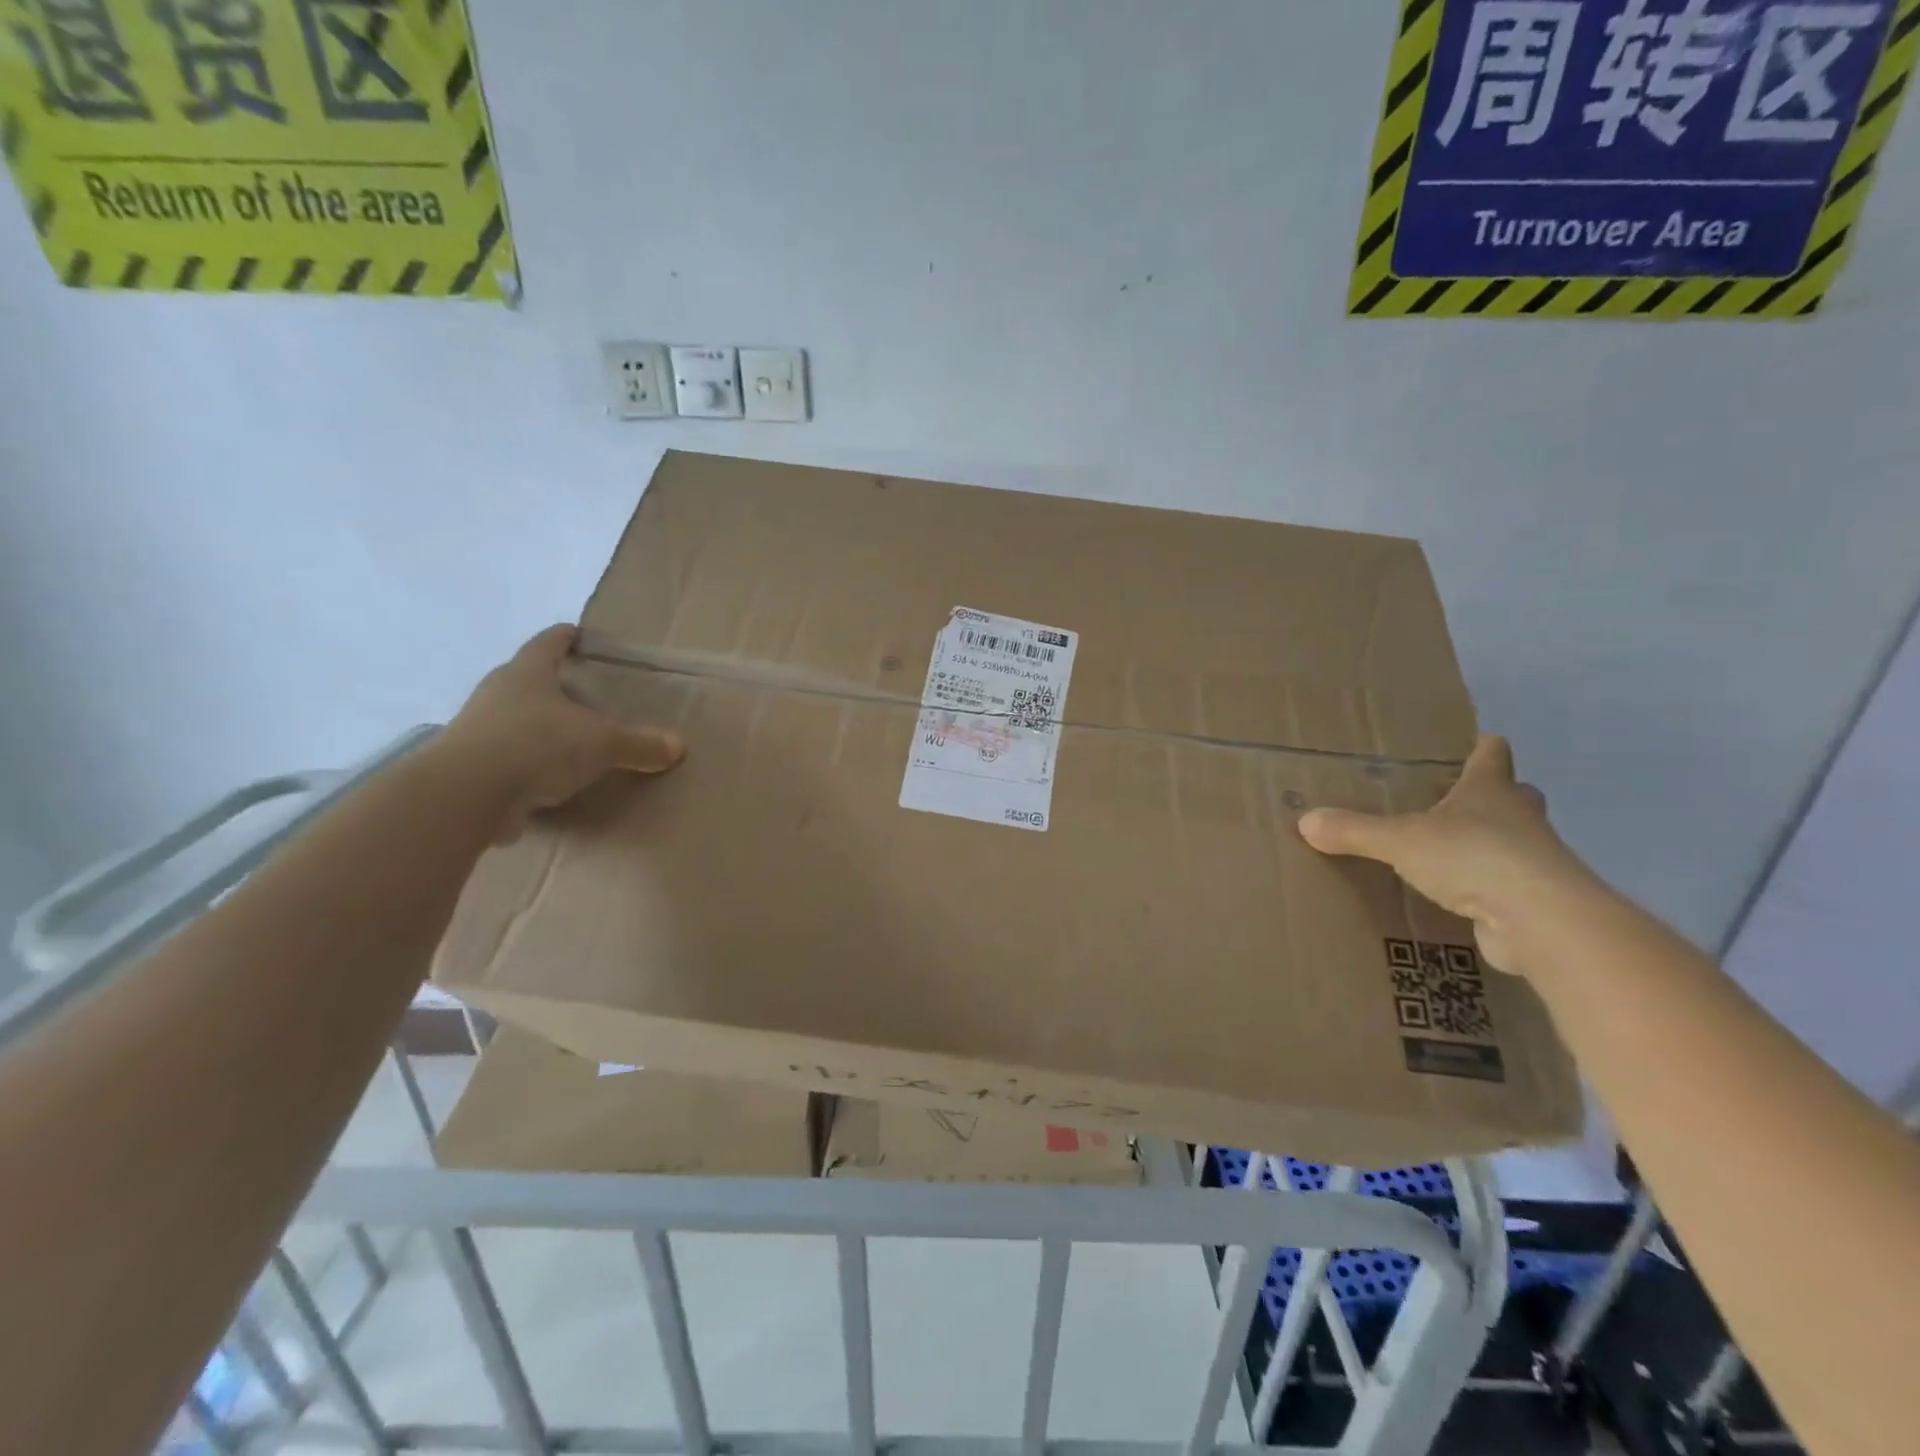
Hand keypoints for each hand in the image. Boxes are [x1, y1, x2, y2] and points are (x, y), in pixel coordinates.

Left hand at [437, 625, 684, 838]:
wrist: (465, 795)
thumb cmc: (536, 745)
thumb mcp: (601, 743)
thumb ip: (639, 743)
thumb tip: (678, 746)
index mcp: (528, 673)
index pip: (548, 643)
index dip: (566, 637)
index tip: (579, 634)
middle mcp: (498, 693)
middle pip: (527, 679)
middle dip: (552, 683)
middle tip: (583, 692)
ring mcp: (477, 729)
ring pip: (513, 717)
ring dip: (536, 725)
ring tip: (567, 737)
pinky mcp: (470, 766)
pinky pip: (506, 756)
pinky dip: (525, 762)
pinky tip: (545, 777)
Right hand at [1298, 736, 1588, 972]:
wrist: (1542, 922)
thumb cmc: (1474, 858)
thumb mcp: (1400, 840)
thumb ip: (1354, 830)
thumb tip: (1305, 820)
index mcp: (1490, 792)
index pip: (1491, 755)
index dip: (1482, 748)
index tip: (1476, 742)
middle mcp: (1519, 819)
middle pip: (1513, 796)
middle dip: (1490, 796)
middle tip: (1453, 801)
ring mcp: (1534, 862)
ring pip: (1514, 842)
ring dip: (1490, 844)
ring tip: (1447, 851)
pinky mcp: (1534, 903)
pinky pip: (1507, 886)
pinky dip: (1488, 888)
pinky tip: (1459, 897)